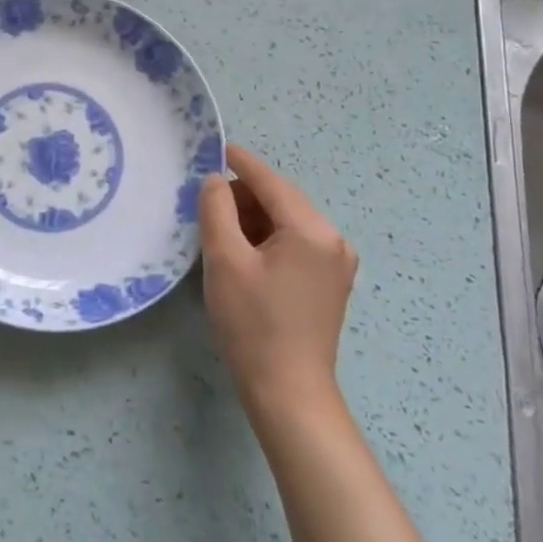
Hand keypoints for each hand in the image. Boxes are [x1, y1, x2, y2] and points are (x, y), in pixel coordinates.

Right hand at [199, 144, 358, 404]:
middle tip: (205, 208)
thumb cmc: (252, 323)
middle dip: (243, 196)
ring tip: (220, 234)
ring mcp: (337, 262)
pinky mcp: (331, 283)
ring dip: (254, 219)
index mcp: (311, 229)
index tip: (213, 148)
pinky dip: (268, 239)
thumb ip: (216, 209)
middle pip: (281, 199)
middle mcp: (333, 238)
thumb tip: (216, 180)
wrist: (289, 393)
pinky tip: (244, 255)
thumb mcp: (224, 260)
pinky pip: (296, 243)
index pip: (269, 181)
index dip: (239, 162)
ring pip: (287, 221)